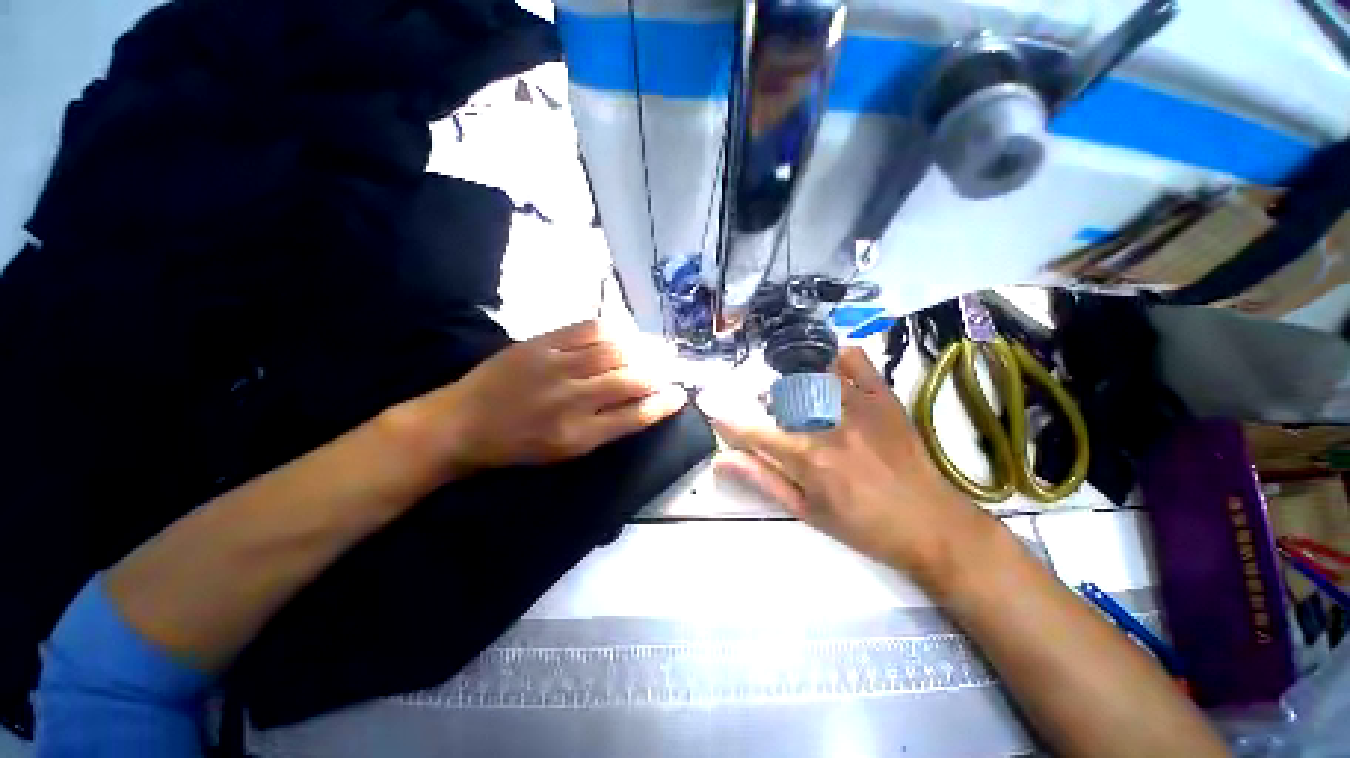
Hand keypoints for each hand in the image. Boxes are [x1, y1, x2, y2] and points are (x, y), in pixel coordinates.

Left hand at [394, 320, 686, 479]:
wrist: (462, 422)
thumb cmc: (518, 445)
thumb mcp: (565, 451)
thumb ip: (606, 428)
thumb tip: (642, 403)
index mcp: (579, 435)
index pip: (636, 416)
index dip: (664, 403)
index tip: (679, 394)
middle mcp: (572, 401)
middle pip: (631, 380)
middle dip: (658, 372)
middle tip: (669, 367)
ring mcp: (556, 368)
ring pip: (614, 351)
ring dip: (641, 348)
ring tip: (651, 348)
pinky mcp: (542, 343)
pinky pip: (588, 329)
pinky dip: (613, 329)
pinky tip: (623, 333)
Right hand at [701, 347, 992, 583]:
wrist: (932, 524)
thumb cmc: (863, 526)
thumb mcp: (806, 511)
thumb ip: (762, 479)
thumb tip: (720, 461)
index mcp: (808, 457)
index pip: (753, 429)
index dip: (727, 419)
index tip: (712, 409)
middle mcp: (829, 423)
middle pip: (779, 395)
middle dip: (765, 404)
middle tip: (774, 419)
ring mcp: (859, 404)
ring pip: (811, 373)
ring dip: (793, 383)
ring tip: (799, 400)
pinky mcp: (883, 396)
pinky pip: (853, 359)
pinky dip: (835, 360)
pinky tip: (829, 375)